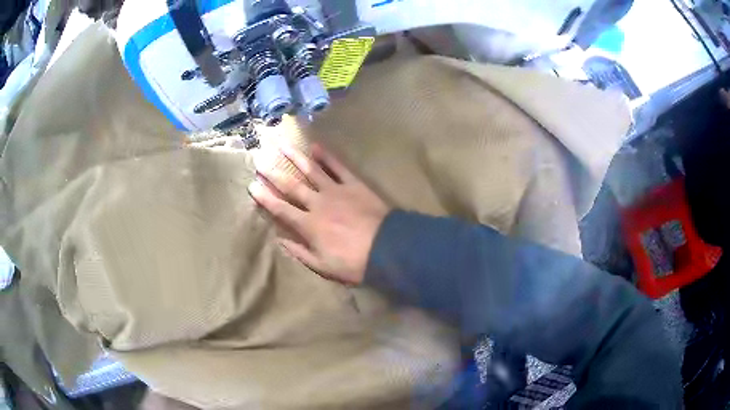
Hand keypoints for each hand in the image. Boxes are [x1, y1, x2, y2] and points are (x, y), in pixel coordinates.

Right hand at [248, 144, 390, 284]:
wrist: (389, 248)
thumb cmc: (355, 262)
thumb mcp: (324, 266)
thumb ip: (300, 252)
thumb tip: (280, 240)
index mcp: (309, 225)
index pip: (281, 209)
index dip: (265, 197)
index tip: (251, 186)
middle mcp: (318, 203)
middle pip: (291, 185)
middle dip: (273, 172)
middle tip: (259, 158)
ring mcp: (336, 190)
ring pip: (311, 170)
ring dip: (295, 157)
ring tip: (281, 145)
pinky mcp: (353, 184)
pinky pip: (338, 167)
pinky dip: (327, 156)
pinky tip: (315, 146)